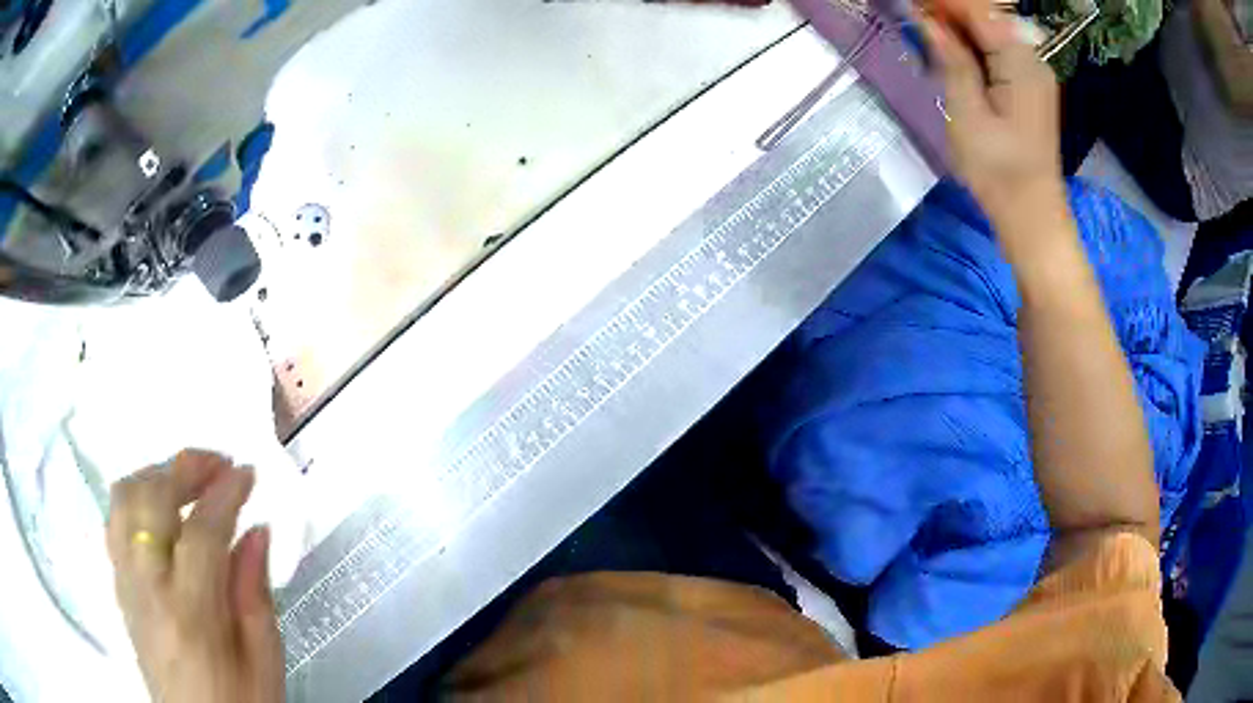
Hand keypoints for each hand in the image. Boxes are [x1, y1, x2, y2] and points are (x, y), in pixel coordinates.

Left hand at [107, 450, 282, 702]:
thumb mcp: (265, 662)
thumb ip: (256, 594)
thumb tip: (257, 530)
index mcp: (191, 614)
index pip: (202, 532)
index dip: (226, 493)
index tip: (248, 473)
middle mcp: (148, 587)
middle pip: (152, 499)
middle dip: (186, 467)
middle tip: (219, 463)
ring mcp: (126, 582)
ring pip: (124, 499)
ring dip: (156, 474)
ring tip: (186, 478)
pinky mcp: (118, 584)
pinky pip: (115, 521)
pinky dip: (136, 497)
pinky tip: (158, 507)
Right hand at [921, 4, 1067, 237]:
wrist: (1033, 216)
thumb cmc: (999, 172)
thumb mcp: (967, 114)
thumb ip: (951, 59)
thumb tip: (928, 20)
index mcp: (1020, 62)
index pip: (978, 9)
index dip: (942, 1)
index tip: (910, 5)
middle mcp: (1032, 58)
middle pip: (987, 14)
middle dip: (949, 9)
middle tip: (914, 18)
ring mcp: (1034, 72)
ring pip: (992, 28)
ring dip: (959, 25)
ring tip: (926, 33)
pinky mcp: (1030, 85)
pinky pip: (999, 47)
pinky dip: (972, 42)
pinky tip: (952, 52)